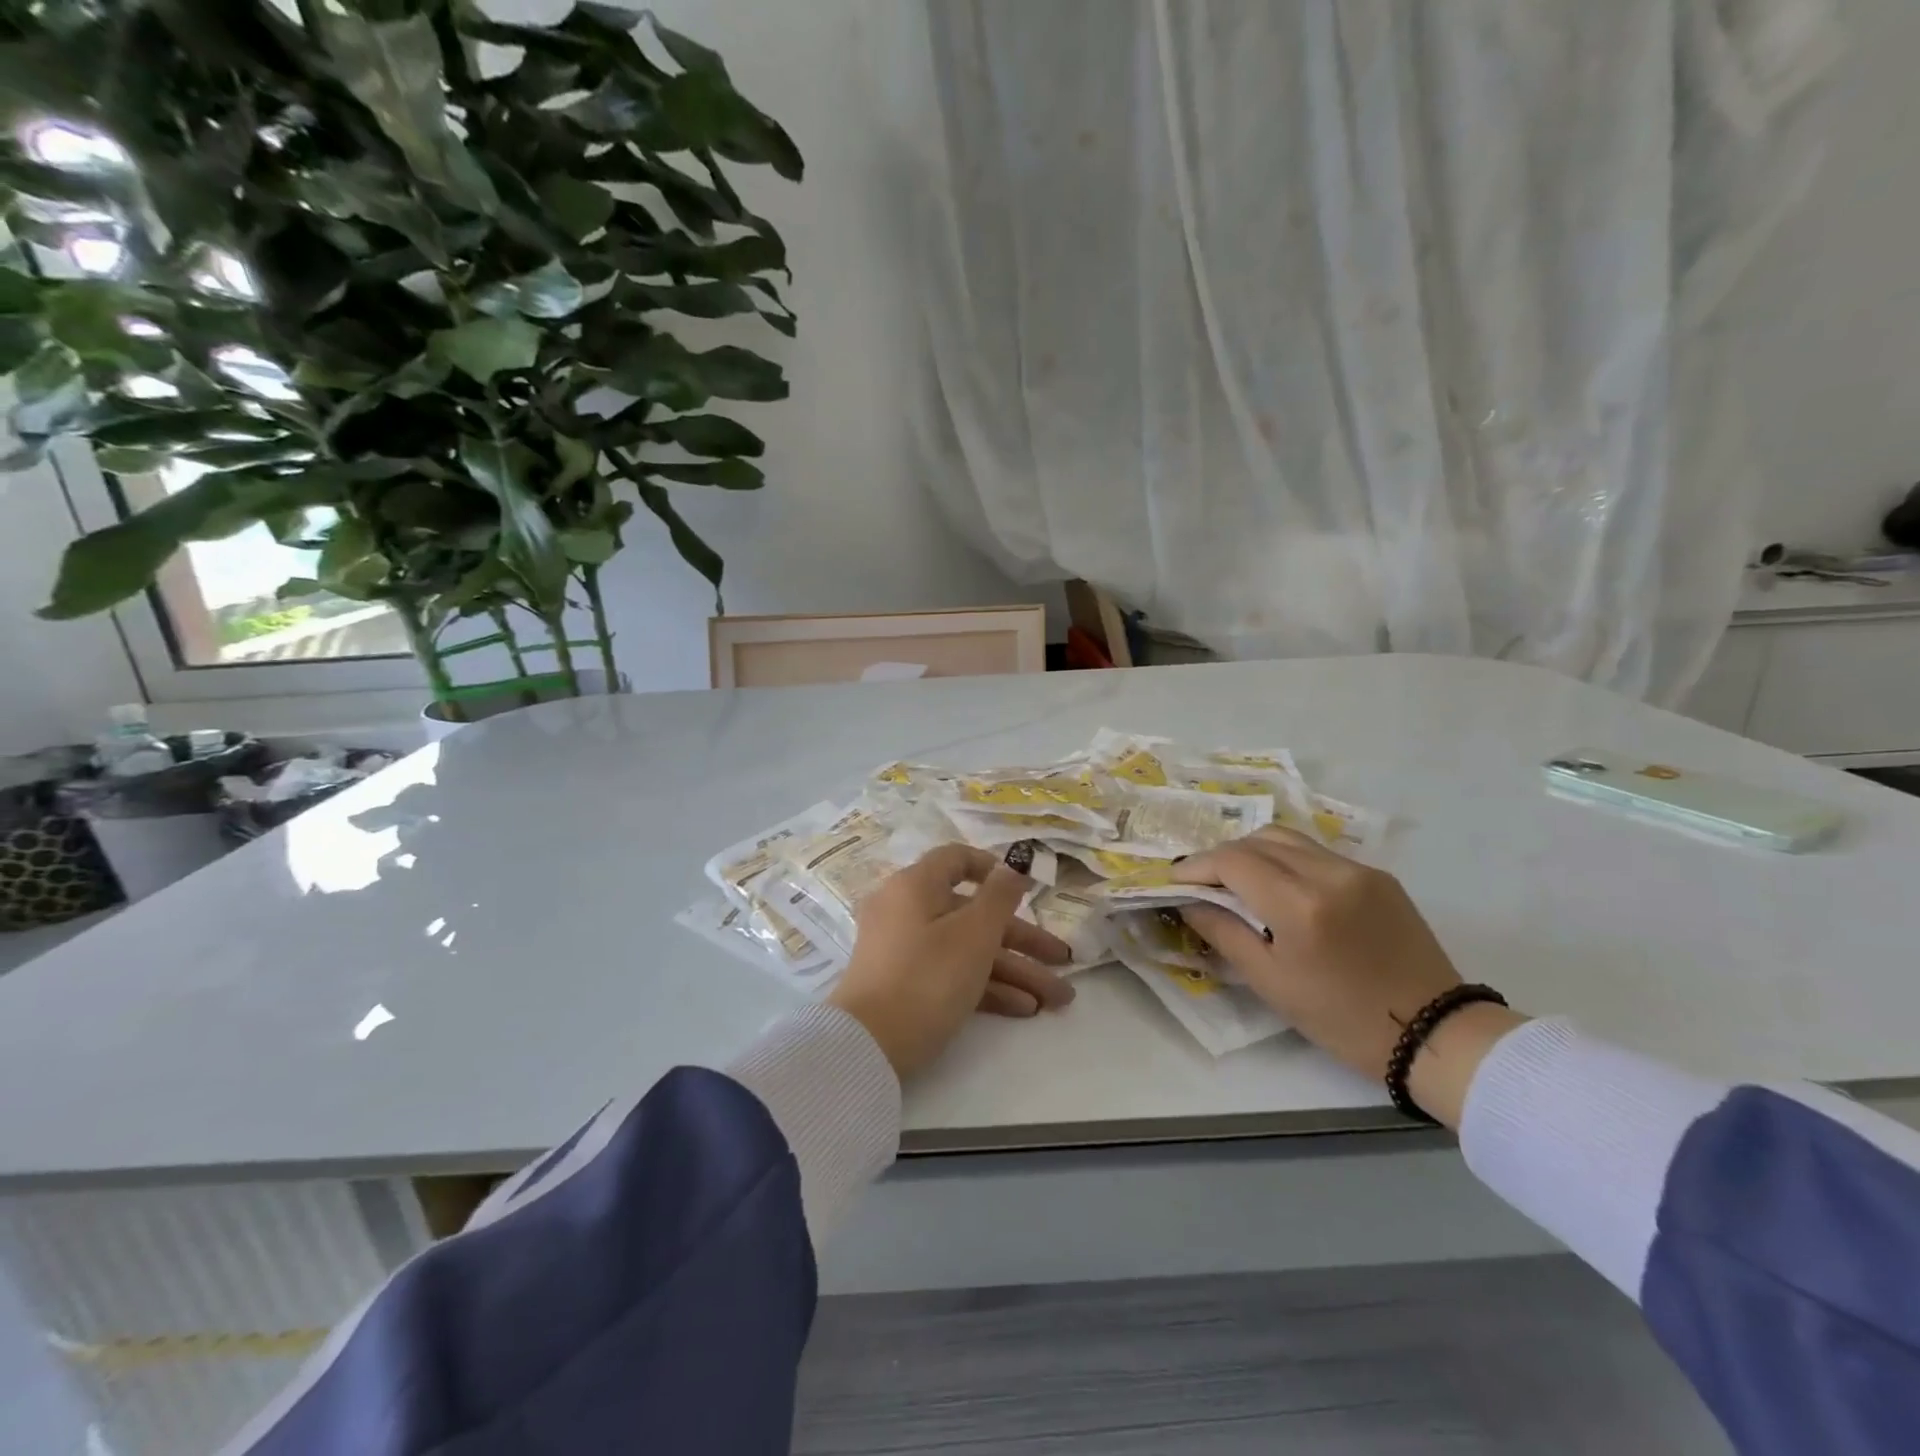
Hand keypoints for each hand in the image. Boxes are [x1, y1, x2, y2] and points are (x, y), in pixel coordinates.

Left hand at [827, 844, 1073, 1079]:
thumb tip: (1012, 865)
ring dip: (1014, 971)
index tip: (1026, 890)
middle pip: (973, 914)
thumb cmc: (927, 977)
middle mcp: (907, 911)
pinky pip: (951, 974)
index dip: (994, 870)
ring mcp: (904, 950)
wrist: (868, 1047)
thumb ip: (1000, 896)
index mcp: (915, 886)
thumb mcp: (974, 934)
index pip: (956, 860)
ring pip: (968, 949)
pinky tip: (1025, 1008)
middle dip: (1024, 940)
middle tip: (1064, 961)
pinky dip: (986, 987)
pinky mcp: (905, 985)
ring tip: (1059, 1000)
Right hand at [1173, 827, 1524, 1126]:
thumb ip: (1223, 932)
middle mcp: (1329, 873)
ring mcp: (1358, 869)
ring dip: (1254, 852)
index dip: (1197, 866)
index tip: (1175, 880)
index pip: (1232, 861)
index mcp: (1300, 905)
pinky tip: (1280, 887)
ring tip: (1237, 880)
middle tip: (1202, 881)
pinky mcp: (1378, 875)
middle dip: (1222, 855)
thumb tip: (1188, 902)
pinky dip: (1287, 860)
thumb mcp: (1270, 982)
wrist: (1434, 1034)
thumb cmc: (1341, 1019)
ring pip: (1288, 839)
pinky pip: (1317, 853)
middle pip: (1258, 840)